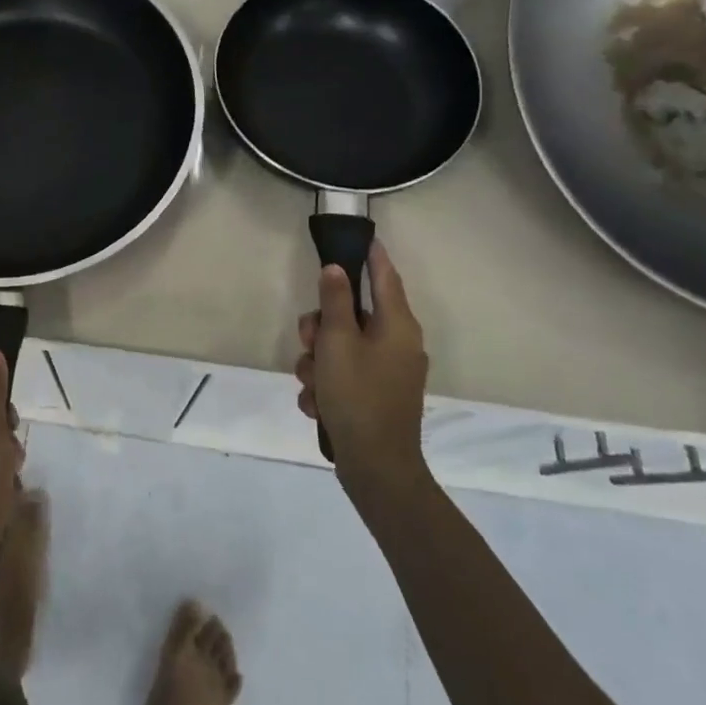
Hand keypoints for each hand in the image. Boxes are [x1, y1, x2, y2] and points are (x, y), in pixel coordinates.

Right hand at [295, 243, 429, 486]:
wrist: (376, 468)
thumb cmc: (357, 396)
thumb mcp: (337, 342)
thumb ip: (335, 301)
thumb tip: (337, 269)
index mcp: (397, 326)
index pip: (385, 276)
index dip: (372, 255)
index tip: (360, 236)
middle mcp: (398, 344)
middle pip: (352, 315)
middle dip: (321, 328)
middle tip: (307, 342)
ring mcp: (389, 372)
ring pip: (341, 347)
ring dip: (317, 362)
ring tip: (310, 385)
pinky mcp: (377, 396)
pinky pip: (345, 375)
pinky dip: (327, 385)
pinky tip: (317, 404)